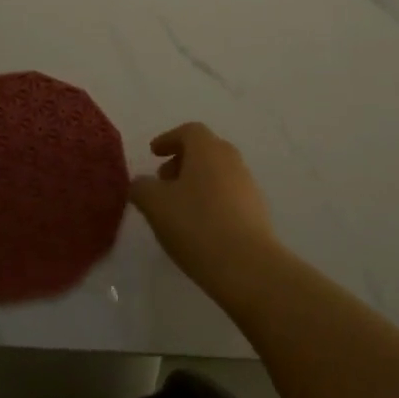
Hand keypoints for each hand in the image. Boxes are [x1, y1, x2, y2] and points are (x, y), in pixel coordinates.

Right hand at [131, 123, 279, 302]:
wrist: (247, 266)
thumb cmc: (196, 225)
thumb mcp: (155, 205)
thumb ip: (142, 188)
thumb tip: (141, 183)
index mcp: (207, 149)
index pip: (188, 131)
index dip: (168, 139)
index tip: (153, 153)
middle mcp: (231, 160)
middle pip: (205, 150)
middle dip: (181, 161)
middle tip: (163, 181)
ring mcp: (248, 185)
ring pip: (217, 173)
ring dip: (196, 182)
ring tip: (178, 208)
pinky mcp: (257, 211)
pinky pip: (229, 195)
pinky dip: (211, 201)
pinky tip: (199, 226)